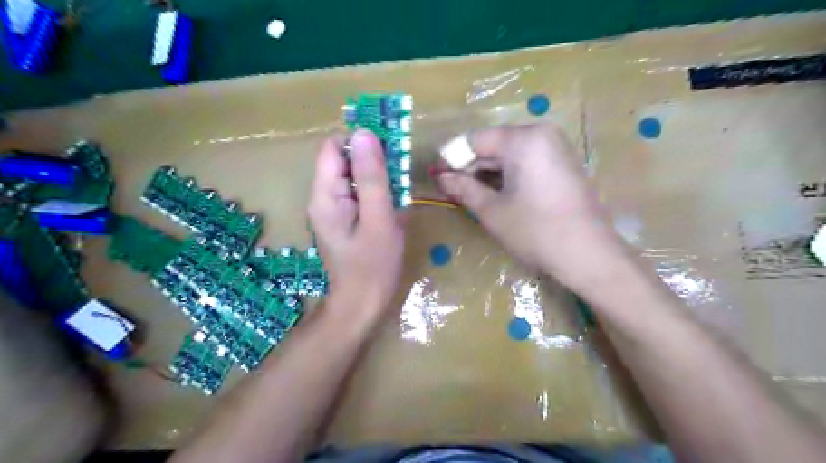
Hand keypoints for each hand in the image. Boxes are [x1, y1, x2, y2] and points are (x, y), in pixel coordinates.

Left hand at [307, 128, 405, 318]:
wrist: (362, 305)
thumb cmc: (373, 266)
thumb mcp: (379, 219)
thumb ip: (372, 177)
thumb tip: (365, 133)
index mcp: (325, 195)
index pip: (334, 147)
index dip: (360, 142)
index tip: (389, 151)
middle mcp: (323, 197)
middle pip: (344, 159)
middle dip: (373, 160)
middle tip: (399, 175)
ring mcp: (333, 209)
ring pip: (354, 175)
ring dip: (377, 177)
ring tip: (398, 193)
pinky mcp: (343, 218)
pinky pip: (358, 193)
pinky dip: (376, 192)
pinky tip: (391, 206)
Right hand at [439, 126, 618, 287]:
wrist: (589, 256)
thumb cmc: (536, 232)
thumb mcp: (492, 211)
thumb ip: (462, 188)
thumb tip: (440, 176)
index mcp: (523, 139)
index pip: (475, 140)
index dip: (452, 158)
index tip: (437, 178)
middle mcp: (541, 134)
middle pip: (493, 144)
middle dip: (470, 167)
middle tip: (450, 190)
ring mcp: (555, 148)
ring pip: (508, 154)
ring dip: (486, 173)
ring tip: (468, 195)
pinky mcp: (561, 164)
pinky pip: (525, 162)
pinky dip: (506, 176)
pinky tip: (494, 194)